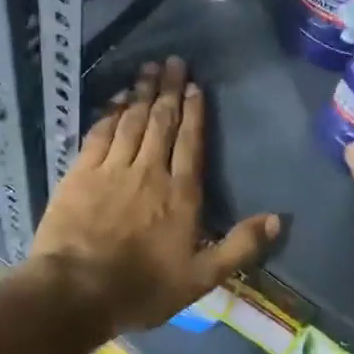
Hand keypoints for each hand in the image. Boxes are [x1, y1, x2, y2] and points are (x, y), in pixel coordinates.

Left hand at [28, 57, 279, 332]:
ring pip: (132, 121)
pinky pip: (100, 133)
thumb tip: (277, 219)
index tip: (195, 86)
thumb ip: (239, 247)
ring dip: (142, 93)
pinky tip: (116, 99)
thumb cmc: (142, 288)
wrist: (76, 292)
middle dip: (169, 90)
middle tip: (174, 62)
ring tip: (149, 68)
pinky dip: (110, 113)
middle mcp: (149, 171)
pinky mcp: (80, 173)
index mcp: (181, 194)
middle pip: (162, 122)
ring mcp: (113, 169)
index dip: (194, 112)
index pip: (191, 142)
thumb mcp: (201, 278)